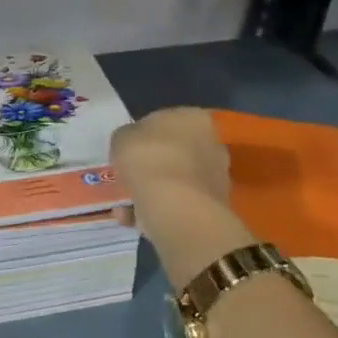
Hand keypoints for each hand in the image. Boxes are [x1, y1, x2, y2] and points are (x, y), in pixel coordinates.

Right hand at [110, 107, 253, 283]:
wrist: (177, 207)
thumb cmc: (148, 160)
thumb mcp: (121, 138)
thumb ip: (127, 138)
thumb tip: (132, 146)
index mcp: (192, 117)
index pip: (163, 121)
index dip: (141, 137)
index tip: (126, 153)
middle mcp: (211, 141)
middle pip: (172, 152)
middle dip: (149, 166)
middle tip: (126, 180)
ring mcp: (216, 174)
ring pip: (173, 180)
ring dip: (150, 191)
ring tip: (126, 207)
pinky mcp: (214, 204)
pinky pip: (178, 202)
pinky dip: (159, 209)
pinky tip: (137, 219)